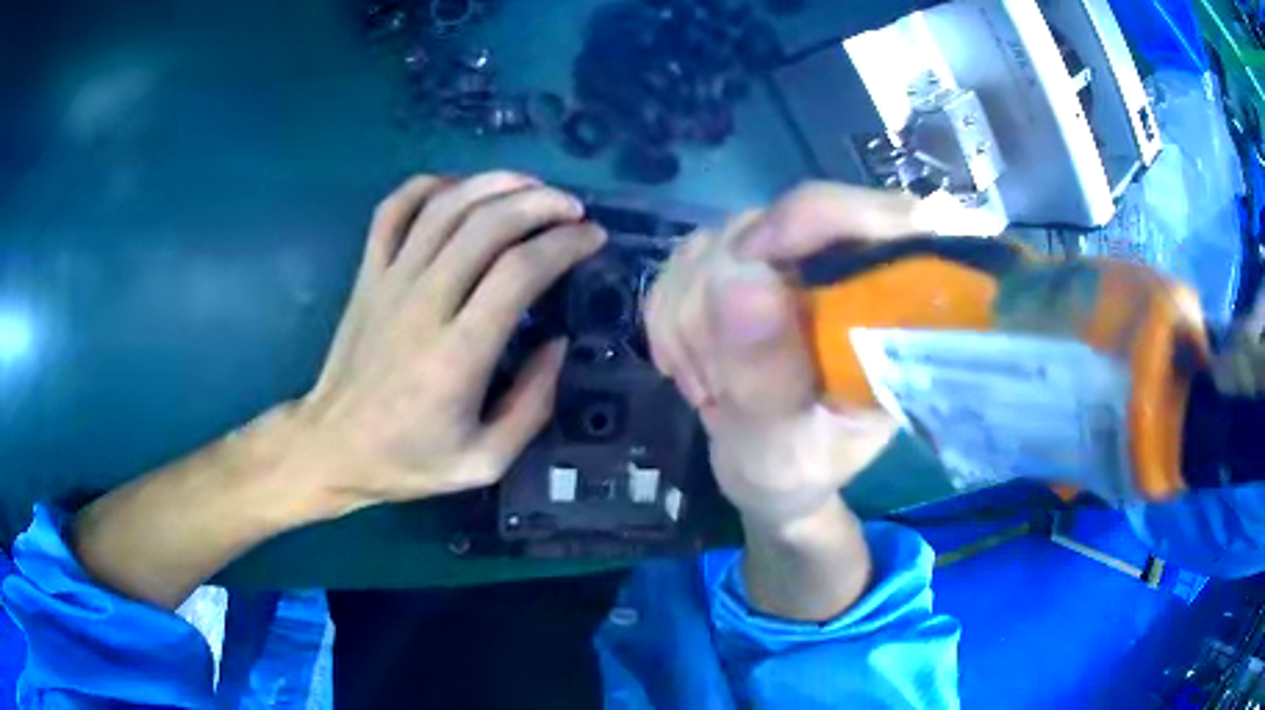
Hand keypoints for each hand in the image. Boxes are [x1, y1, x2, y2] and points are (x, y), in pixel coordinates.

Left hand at [296, 172, 605, 517]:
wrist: (333, 447)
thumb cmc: (408, 459)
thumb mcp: (485, 461)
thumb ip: (532, 405)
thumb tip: (558, 343)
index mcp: (457, 354)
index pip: (519, 271)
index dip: (564, 244)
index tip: (593, 238)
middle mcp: (424, 303)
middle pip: (487, 224)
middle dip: (541, 203)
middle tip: (572, 208)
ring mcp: (390, 281)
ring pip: (445, 206)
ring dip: (495, 184)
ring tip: (531, 188)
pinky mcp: (367, 273)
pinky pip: (393, 210)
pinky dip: (429, 186)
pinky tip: (459, 190)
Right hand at [645, 183, 923, 527]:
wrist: (764, 473)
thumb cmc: (796, 471)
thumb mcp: (786, 449)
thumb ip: (769, 379)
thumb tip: (740, 282)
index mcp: (902, 310)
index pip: (891, 217)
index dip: (820, 216)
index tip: (750, 259)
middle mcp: (853, 266)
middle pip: (779, 223)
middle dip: (723, 304)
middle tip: (719, 385)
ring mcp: (794, 256)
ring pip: (719, 240)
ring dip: (692, 321)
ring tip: (712, 387)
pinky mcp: (745, 261)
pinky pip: (684, 259)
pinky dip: (670, 315)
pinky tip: (691, 364)